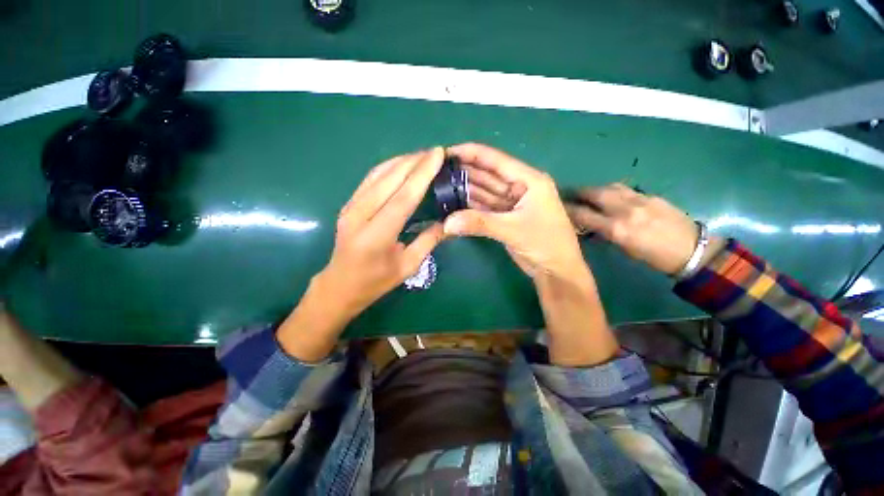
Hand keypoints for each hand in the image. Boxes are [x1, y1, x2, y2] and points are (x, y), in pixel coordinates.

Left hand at [323, 147, 447, 312]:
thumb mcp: (408, 266)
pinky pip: (370, 179)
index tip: (438, 155)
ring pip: (377, 175)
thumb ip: (428, 241)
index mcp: (376, 236)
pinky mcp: (348, 205)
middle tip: (435, 152)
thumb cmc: (376, 282)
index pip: (403, 197)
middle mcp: (359, 216)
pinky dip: (388, 167)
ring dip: (401, 161)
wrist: (339, 285)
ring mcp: (350, 208)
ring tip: (422, 156)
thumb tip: (449, 222)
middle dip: (414, 161)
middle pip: (389, 180)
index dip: (422, 174)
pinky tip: (402, 164)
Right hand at [443, 144, 616, 365]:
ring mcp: (510, 203)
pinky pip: (483, 207)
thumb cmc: (545, 244)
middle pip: (486, 174)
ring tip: (439, 184)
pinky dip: (469, 206)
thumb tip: (446, 223)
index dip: (470, 153)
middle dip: (463, 171)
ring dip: (463, 189)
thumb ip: (479, 223)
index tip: (444, 152)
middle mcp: (518, 187)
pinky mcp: (504, 217)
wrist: (556, 271)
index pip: (495, 160)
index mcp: (528, 180)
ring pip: (483, 191)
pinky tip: (452, 202)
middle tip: (436, 170)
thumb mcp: (513, 230)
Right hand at [564, 184, 718, 274]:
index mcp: (617, 229)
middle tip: (571, 194)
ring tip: (590, 194)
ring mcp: (639, 200)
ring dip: (596, 189)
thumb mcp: (625, 248)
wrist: (692, 250)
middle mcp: (625, 210)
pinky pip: (626, 189)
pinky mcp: (651, 196)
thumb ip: (606, 233)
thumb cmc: (654, 257)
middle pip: (595, 194)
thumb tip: (591, 225)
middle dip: (580, 193)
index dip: (568, 209)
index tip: (559, 207)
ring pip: (610, 187)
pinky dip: (613, 190)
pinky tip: (612, 196)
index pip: (584, 214)